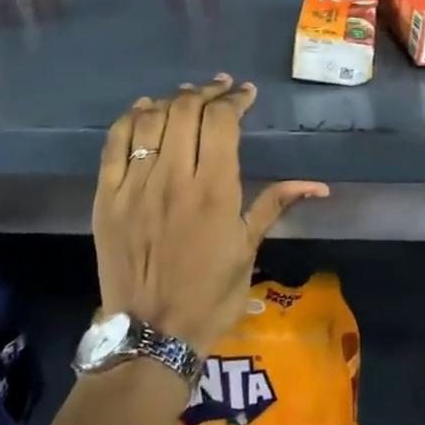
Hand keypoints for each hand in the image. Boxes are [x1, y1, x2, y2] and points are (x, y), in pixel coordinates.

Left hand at [93, 74, 328, 355]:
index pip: (222, 122)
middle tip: (219, 90)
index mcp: (214, 191)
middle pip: (186, 111)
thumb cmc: (211, 294)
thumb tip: (318, 185)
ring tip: (186, 99)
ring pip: (150, 120)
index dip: (235, 100)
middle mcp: (174, 179)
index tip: (245, 94)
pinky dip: (130, 119)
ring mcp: (135, 187)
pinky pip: (114, 145)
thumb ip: (276, 205)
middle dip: (206, 93)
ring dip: (172, 101)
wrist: (152, 334)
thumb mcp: (249, 249)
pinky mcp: (106, 198)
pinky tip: (144, 111)